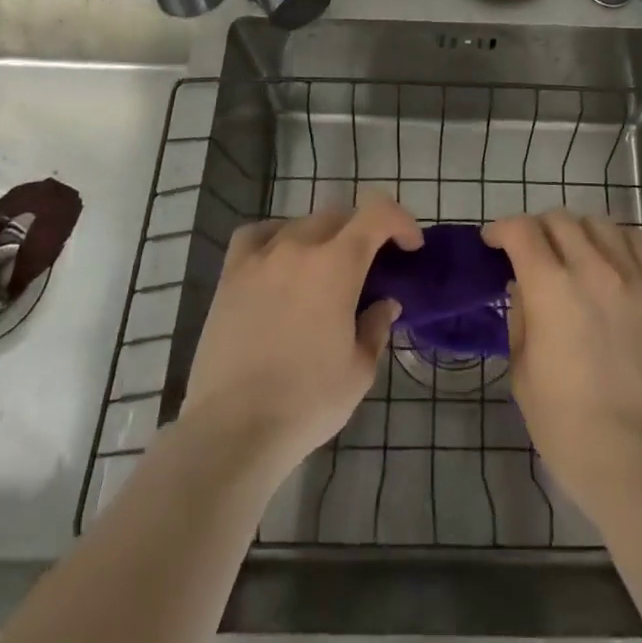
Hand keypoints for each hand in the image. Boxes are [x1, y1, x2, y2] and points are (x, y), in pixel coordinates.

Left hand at [181, 193, 420, 478]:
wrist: (233, 429)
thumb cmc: (307, 402)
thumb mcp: (359, 370)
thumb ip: (376, 327)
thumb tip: (384, 303)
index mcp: (338, 264)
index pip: (378, 213)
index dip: (401, 222)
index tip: (410, 247)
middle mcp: (300, 247)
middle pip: (340, 216)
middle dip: (363, 233)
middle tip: (370, 266)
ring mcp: (261, 257)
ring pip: (301, 223)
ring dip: (323, 238)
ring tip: (325, 268)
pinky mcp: (231, 274)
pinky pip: (258, 235)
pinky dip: (276, 237)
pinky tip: (279, 260)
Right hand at [484, 210, 641, 516]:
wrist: (636, 457)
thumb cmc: (566, 424)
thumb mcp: (522, 371)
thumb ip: (520, 317)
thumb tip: (523, 287)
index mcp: (550, 288)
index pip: (521, 231)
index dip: (501, 229)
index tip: (493, 243)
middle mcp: (592, 269)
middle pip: (559, 220)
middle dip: (536, 229)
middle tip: (530, 253)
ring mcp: (632, 278)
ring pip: (599, 223)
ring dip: (576, 231)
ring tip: (572, 254)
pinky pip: (638, 243)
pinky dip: (617, 241)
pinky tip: (610, 260)